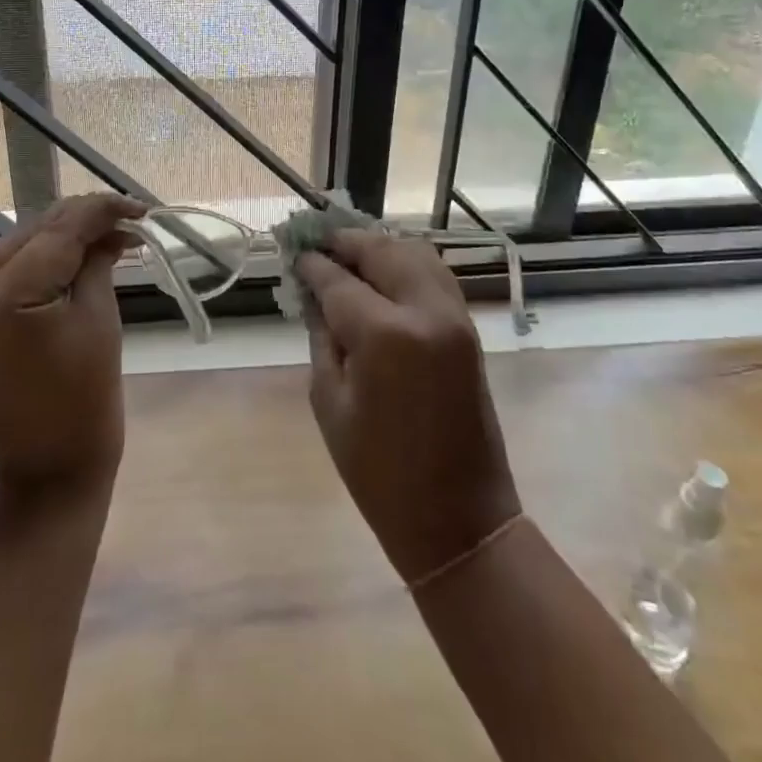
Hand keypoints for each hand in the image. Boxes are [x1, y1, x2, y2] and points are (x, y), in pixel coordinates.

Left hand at [0, 193, 145, 490]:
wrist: (51, 469)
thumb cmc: (88, 398)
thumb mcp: (98, 316)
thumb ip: (97, 260)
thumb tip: (108, 229)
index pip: (54, 234)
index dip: (98, 212)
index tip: (137, 207)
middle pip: (27, 238)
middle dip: (78, 224)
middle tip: (125, 220)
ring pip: (12, 253)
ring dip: (57, 241)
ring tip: (103, 236)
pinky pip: (1, 279)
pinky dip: (36, 266)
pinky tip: (69, 260)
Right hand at [297, 229, 521, 584]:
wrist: (460, 520)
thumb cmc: (379, 474)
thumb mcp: (329, 403)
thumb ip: (321, 336)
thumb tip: (312, 294)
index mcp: (385, 335)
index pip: (339, 280)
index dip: (312, 264)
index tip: (292, 251)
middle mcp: (425, 311)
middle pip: (382, 251)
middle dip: (346, 241)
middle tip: (317, 242)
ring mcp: (454, 317)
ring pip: (414, 253)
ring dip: (378, 247)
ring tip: (346, 253)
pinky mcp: (469, 328)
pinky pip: (435, 274)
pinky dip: (405, 263)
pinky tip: (381, 272)